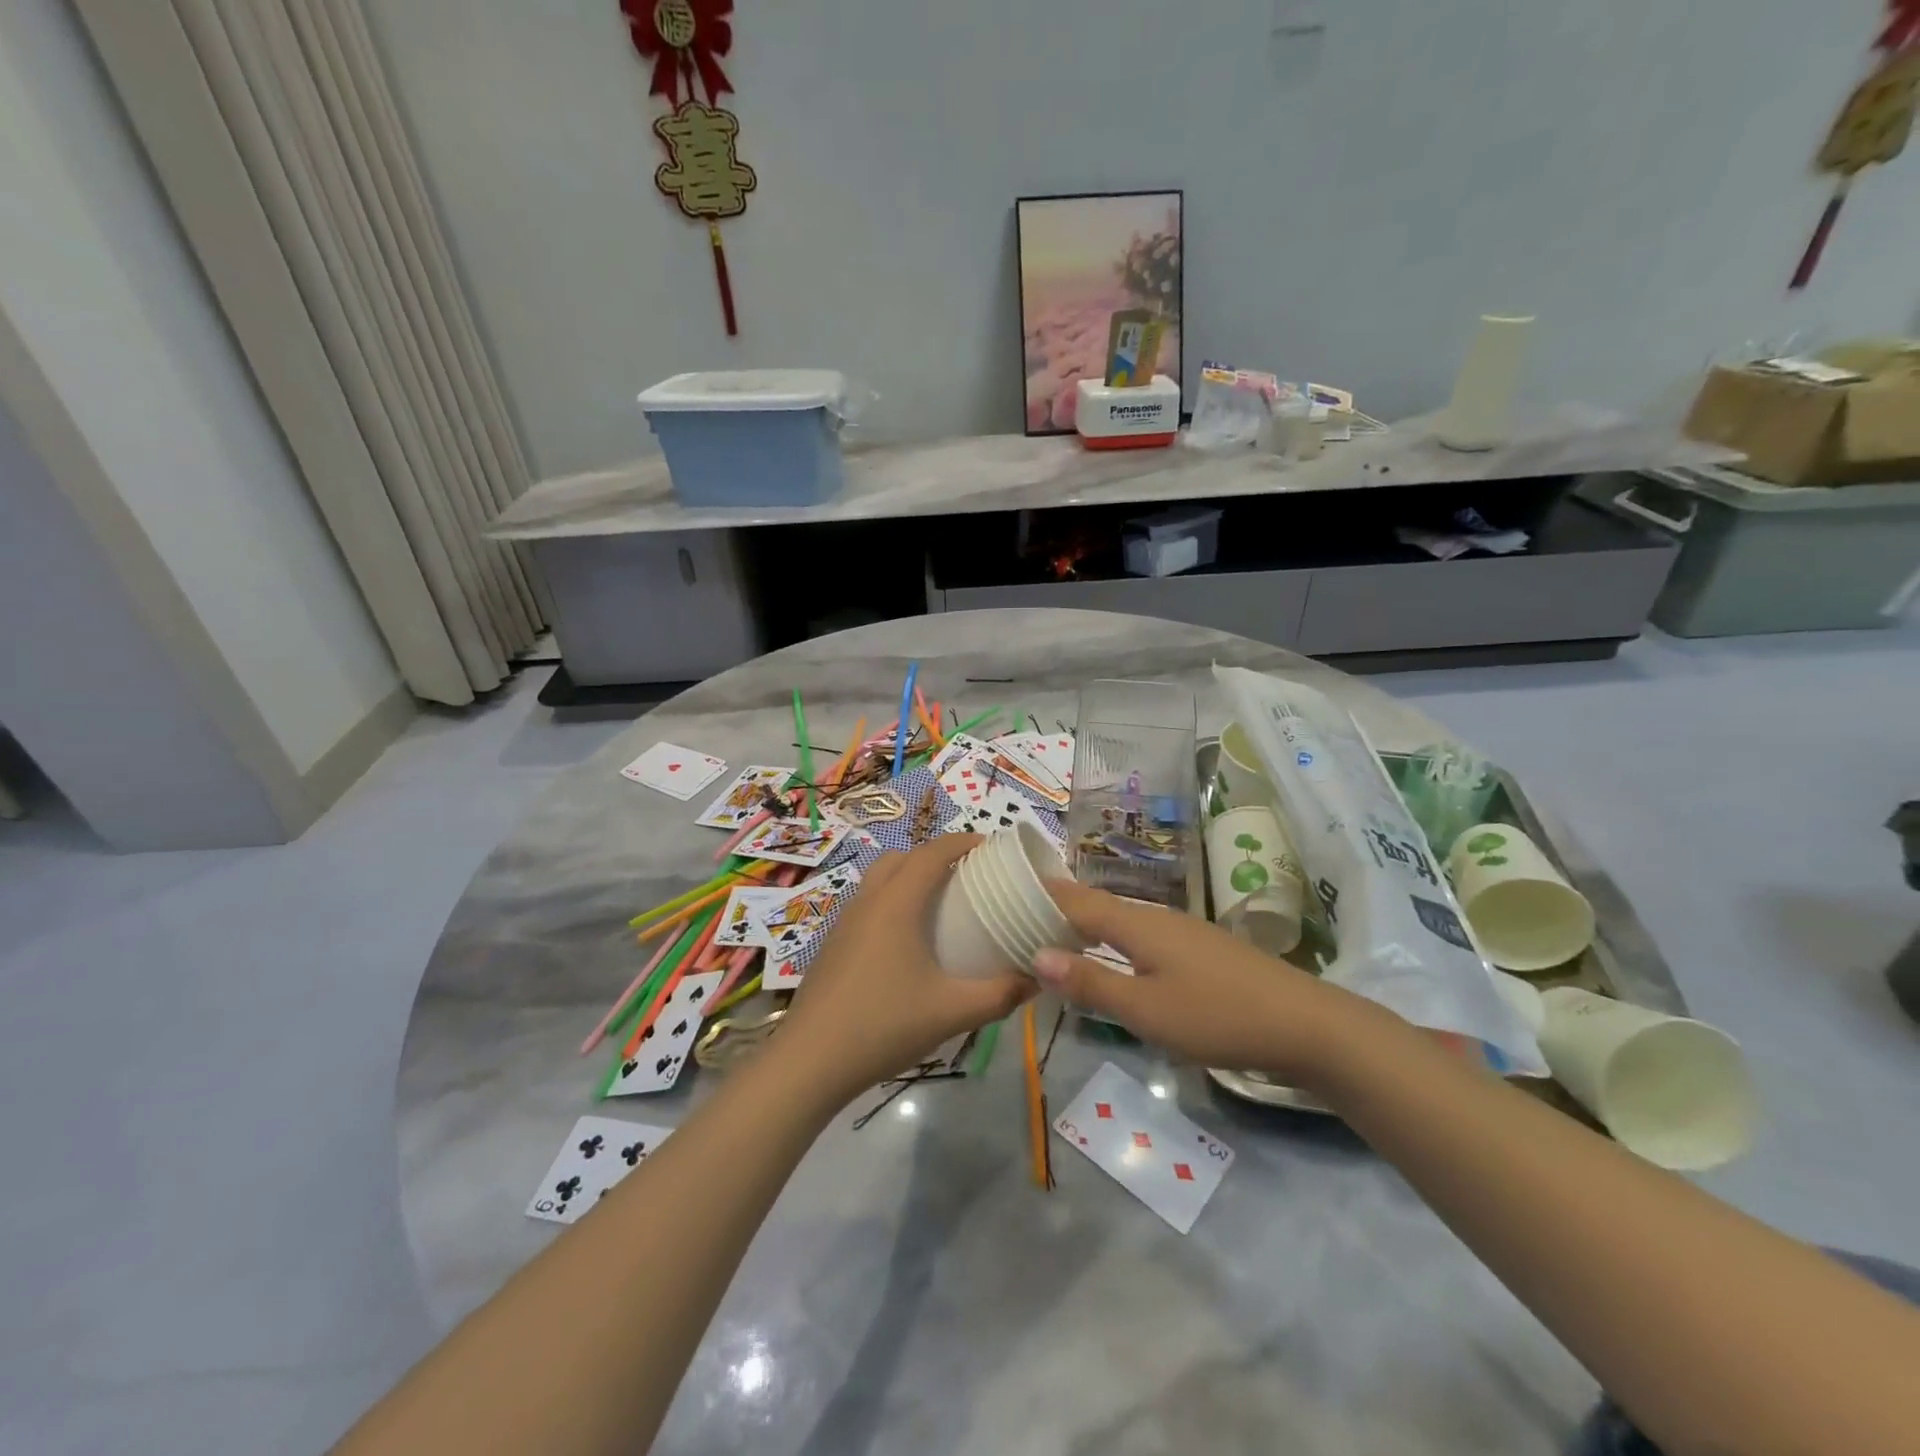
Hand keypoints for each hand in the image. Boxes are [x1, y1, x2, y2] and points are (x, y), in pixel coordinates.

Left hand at [778, 837, 1035, 1099]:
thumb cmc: (884, 1025)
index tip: (992, 847)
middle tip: (968, 876)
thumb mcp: (952, 1012)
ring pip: (880, 879)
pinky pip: (867, 904)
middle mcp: (868, 901)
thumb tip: (1037, 978)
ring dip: (910, 877)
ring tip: (940, 905)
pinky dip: (891, 902)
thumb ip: (1000, 994)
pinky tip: (907, 942)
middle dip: (936, 856)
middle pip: (903, 857)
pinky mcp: (833, 944)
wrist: (810, 1061)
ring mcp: (844, 922)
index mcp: (896, 904)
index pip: (932, 853)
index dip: (963, 842)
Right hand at [1032, 880, 1375, 1089]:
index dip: (1042, 896)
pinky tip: (1111, 961)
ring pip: (1120, 921)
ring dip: (1086, 927)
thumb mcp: (1147, 1010)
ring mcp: (1182, 932)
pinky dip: (1113, 942)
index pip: (1076, 900)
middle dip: (1058, 911)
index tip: (1005, 892)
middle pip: (1097, 906)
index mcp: (1138, 923)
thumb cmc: (1218, 1016)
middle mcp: (1156, 917)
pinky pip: (1141, 936)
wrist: (1305, 1024)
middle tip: (1018, 921)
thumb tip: (1036, 954)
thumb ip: (1092, 983)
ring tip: (1053, 940)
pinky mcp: (1199, 951)